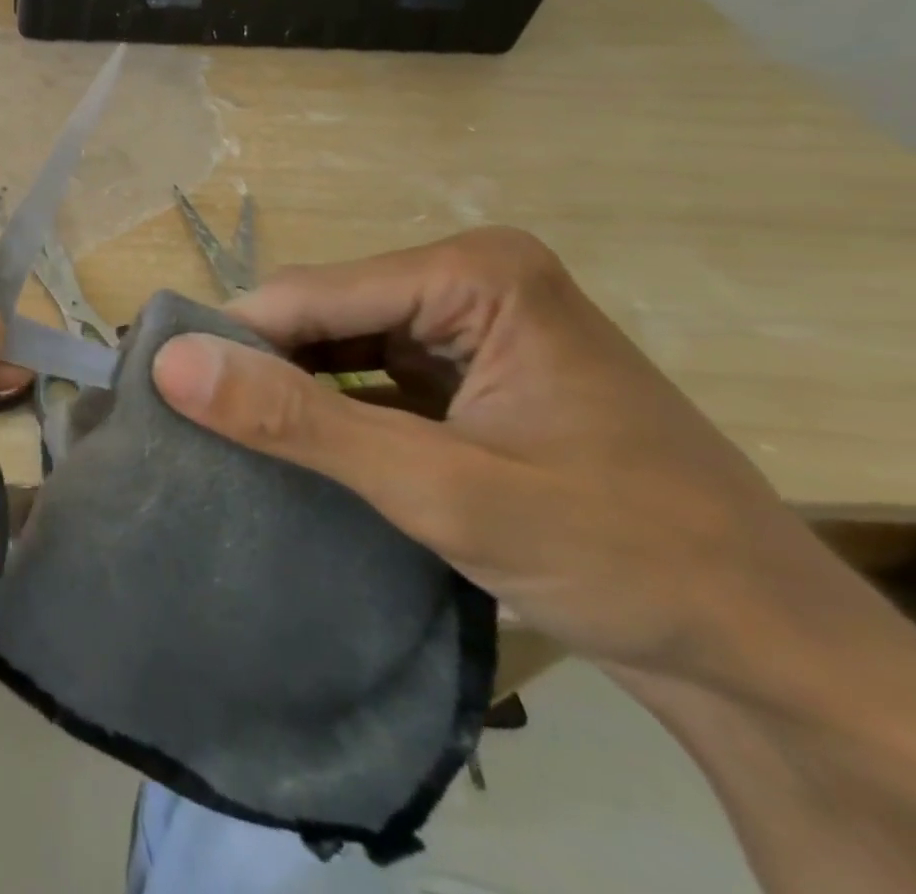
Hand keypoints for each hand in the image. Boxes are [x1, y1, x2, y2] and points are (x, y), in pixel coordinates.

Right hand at [147, 227, 849, 698]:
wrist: (769, 657)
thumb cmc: (621, 555)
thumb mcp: (439, 488)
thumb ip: (298, 422)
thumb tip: (169, 364)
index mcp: (473, 273)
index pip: (308, 294)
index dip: (230, 342)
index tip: (160, 391)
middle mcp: (468, 279)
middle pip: (323, 314)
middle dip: (260, 368)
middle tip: (186, 423)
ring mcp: (472, 325)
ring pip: (338, 344)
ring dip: (288, 390)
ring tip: (221, 434)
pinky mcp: (470, 371)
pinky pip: (369, 374)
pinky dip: (327, 408)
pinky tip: (290, 443)